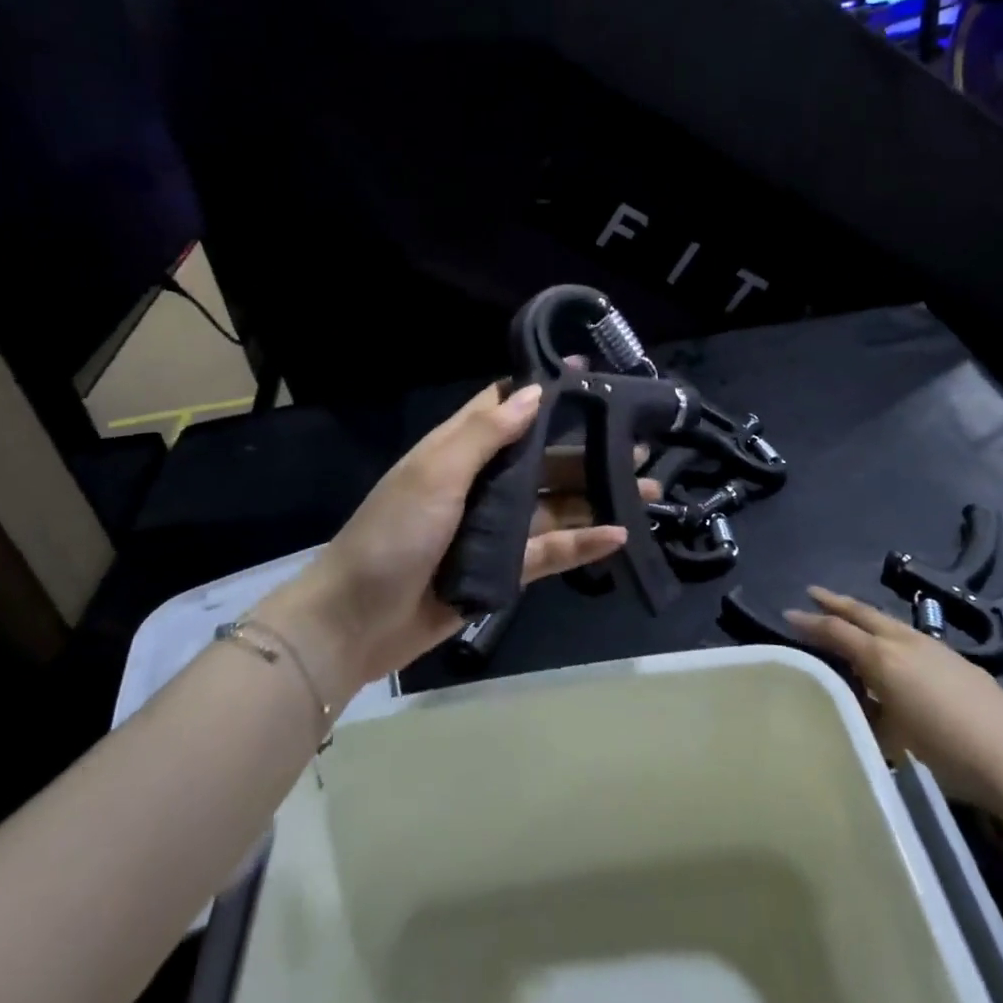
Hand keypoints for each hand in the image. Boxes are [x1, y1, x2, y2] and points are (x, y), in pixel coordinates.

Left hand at [258, 382, 656, 701]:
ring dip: (596, 496)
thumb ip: (486, 434)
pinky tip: (619, 535)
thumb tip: (535, 392)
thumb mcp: (435, 473)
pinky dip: (582, 542)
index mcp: (459, 450)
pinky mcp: (503, 569)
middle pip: (542, 459)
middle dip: (587, 451)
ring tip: (647, 490)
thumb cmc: (392, 534)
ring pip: (554, 504)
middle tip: (639, 445)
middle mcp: (481, 482)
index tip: (593, 379)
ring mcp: (494, 527)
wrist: (356, 622)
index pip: (506, 408)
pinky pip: (550, 549)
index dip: (545, 392)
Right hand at [784, 587, 1002, 816]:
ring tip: (851, 617)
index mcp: (882, 659)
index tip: (788, 613)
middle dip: (835, 602)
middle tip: (813, 593)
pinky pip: (912, 637)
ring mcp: (936, 649)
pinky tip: (897, 650)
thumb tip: (861, 701)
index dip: (810, 622)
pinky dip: (892, 634)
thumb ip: (871, 712)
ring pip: (889, 622)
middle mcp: (905, 643)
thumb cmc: (947, 755)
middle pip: (863, 613)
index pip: (836, 631)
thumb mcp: (894, 740)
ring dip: (865, 616)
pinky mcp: (960, 662)